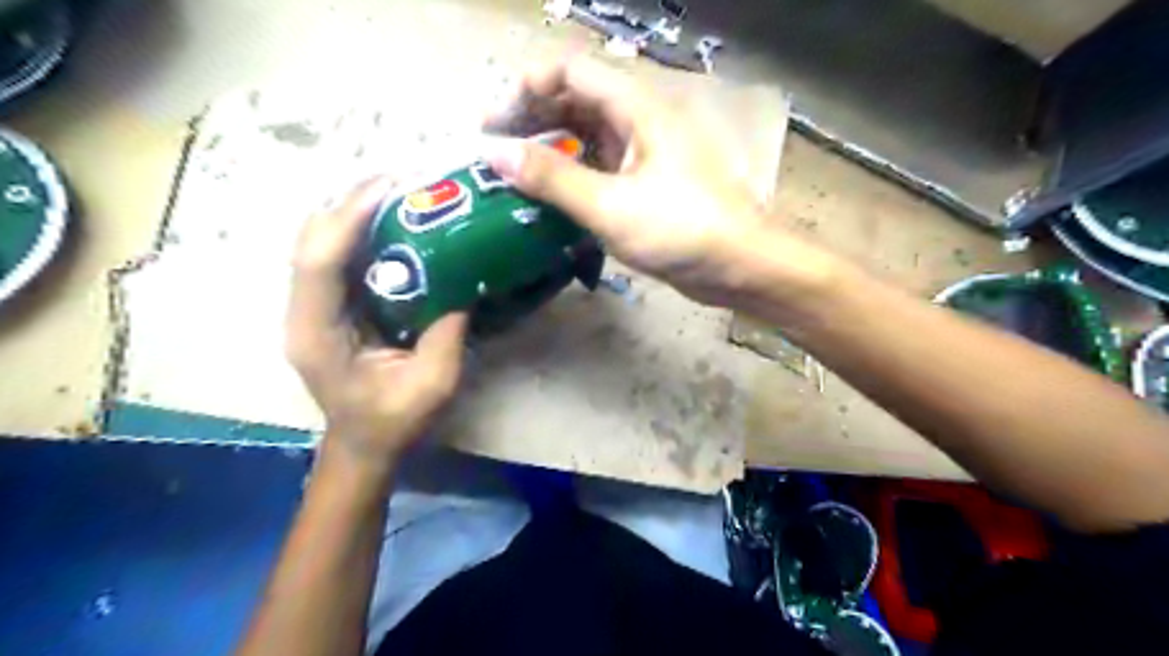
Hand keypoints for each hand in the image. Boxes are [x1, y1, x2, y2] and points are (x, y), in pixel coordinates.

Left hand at [283, 180, 468, 474]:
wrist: (363, 444)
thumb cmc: (393, 421)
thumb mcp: (433, 384)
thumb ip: (446, 333)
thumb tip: (464, 283)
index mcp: (317, 334)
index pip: (317, 263)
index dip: (348, 218)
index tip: (389, 187)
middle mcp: (303, 312)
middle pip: (311, 240)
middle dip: (351, 202)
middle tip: (402, 179)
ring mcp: (312, 307)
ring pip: (320, 242)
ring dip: (354, 210)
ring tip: (400, 190)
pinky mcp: (329, 305)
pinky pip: (337, 257)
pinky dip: (361, 231)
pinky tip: (394, 221)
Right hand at [478, 54, 830, 306]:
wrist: (739, 266)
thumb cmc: (681, 229)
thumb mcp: (610, 205)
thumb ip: (552, 177)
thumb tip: (493, 153)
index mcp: (637, 109)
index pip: (571, 72)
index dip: (527, 87)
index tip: (493, 122)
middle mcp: (639, 122)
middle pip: (576, 101)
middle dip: (531, 118)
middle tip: (493, 149)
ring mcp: (643, 154)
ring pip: (586, 137)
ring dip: (549, 148)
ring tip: (512, 173)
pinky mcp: (645, 185)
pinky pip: (599, 168)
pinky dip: (571, 176)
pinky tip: (549, 196)